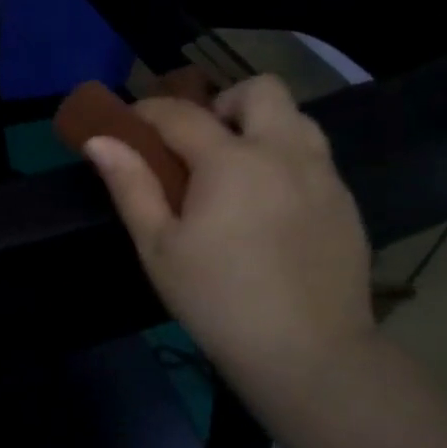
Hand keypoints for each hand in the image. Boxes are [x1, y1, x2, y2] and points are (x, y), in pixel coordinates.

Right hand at [83, 76, 373, 392]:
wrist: (311, 357)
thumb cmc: (218, 301)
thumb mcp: (158, 248)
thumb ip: (130, 186)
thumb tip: (100, 141)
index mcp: (231, 161)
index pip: (181, 113)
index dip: (148, 111)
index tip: (130, 124)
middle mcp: (284, 153)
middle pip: (260, 90)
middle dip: (224, 104)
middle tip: (201, 146)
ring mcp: (324, 176)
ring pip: (296, 118)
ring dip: (261, 127)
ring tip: (237, 171)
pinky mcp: (347, 203)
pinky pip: (315, 156)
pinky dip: (286, 160)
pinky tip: (270, 207)